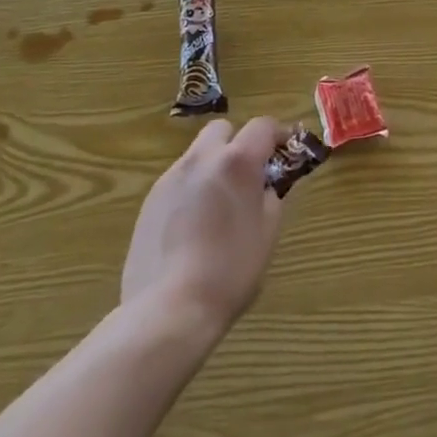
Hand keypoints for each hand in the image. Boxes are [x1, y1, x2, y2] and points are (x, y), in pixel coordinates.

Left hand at [121, 117, 285, 332]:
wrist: (167, 310)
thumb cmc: (229, 271)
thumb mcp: (267, 233)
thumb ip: (270, 197)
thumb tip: (265, 187)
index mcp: (237, 162)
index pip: (262, 126)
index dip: (278, 134)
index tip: (286, 151)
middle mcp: (202, 158)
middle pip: (222, 129)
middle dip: (238, 143)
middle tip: (248, 175)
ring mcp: (171, 178)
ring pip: (197, 154)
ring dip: (213, 166)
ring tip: (219, 204)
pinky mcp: (149, 201)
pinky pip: (179, 180)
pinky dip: (192, 189)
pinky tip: (193, 226)